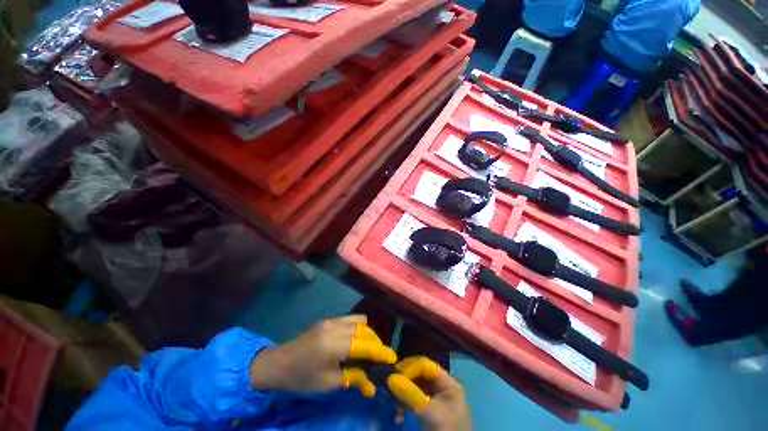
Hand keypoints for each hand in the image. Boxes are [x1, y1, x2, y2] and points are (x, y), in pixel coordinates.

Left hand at [249, 315, 396, 396]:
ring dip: (368, 334)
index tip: (393, 358)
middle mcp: (336, 326)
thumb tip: (372, 384)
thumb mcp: (328, 383)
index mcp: (334, 344)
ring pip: (360, 322)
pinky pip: (351, 319)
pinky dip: (359, 327)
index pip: (365, 345)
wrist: (279, 362)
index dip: (380, 352)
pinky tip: (356, 340)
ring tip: (368, 350)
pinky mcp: (329, 319)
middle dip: (376, 343)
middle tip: (380, 359)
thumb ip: (353, 378)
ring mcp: (332, 320)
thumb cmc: (302, 377)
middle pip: (365, 330)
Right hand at [387, 357, 471, 430]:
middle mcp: (441, 384)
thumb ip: (411, 394)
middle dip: (403, 381)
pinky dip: (404, 404)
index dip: (409, 368)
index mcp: (448, 381)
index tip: (394, 378)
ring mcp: (435, 396)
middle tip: (390, 389)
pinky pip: (413, 398)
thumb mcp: (430, 413)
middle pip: (418, 373)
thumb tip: (390, 378)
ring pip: (414, 385)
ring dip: (402, 394)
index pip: (425, 364)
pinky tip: (398, 416)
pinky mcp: (428, 407)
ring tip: (394, 406)